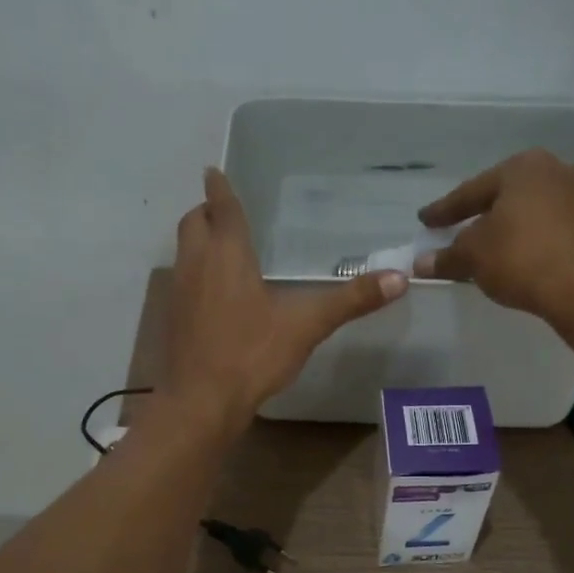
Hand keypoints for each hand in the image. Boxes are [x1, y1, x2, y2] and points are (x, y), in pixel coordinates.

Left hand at [164, 168, 406, 430]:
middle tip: (223, 211)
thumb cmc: (252, 354)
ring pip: (184, 252)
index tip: (214, 171)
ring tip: (221, 247)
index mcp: (227, 255)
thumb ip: (351, 300)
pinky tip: (215, 295)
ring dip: (198, 241)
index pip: (223, 209)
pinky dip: (195, 274)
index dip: (220, 188)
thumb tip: (400, 277)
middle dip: (205, 211)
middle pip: (193, 223)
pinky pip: (182, 282)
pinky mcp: (173, 321)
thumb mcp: (306, 326)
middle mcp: (197, 265)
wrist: (201, 401)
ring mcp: (180, 293)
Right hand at [412, 149, 573, 321]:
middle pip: (508, 196)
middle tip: (461, 231)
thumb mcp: (473, 257)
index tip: (426, 221)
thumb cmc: (522, 257)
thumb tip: (421, 262)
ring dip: (513, 229)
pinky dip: (536, 242)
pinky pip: (556, 231)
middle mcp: (558, 171)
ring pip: (535, 213)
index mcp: (523, 167)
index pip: (472, 191)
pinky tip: (524, 260)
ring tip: (493, 249)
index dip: (445, 210)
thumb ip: (447, 257)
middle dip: (484, 215)